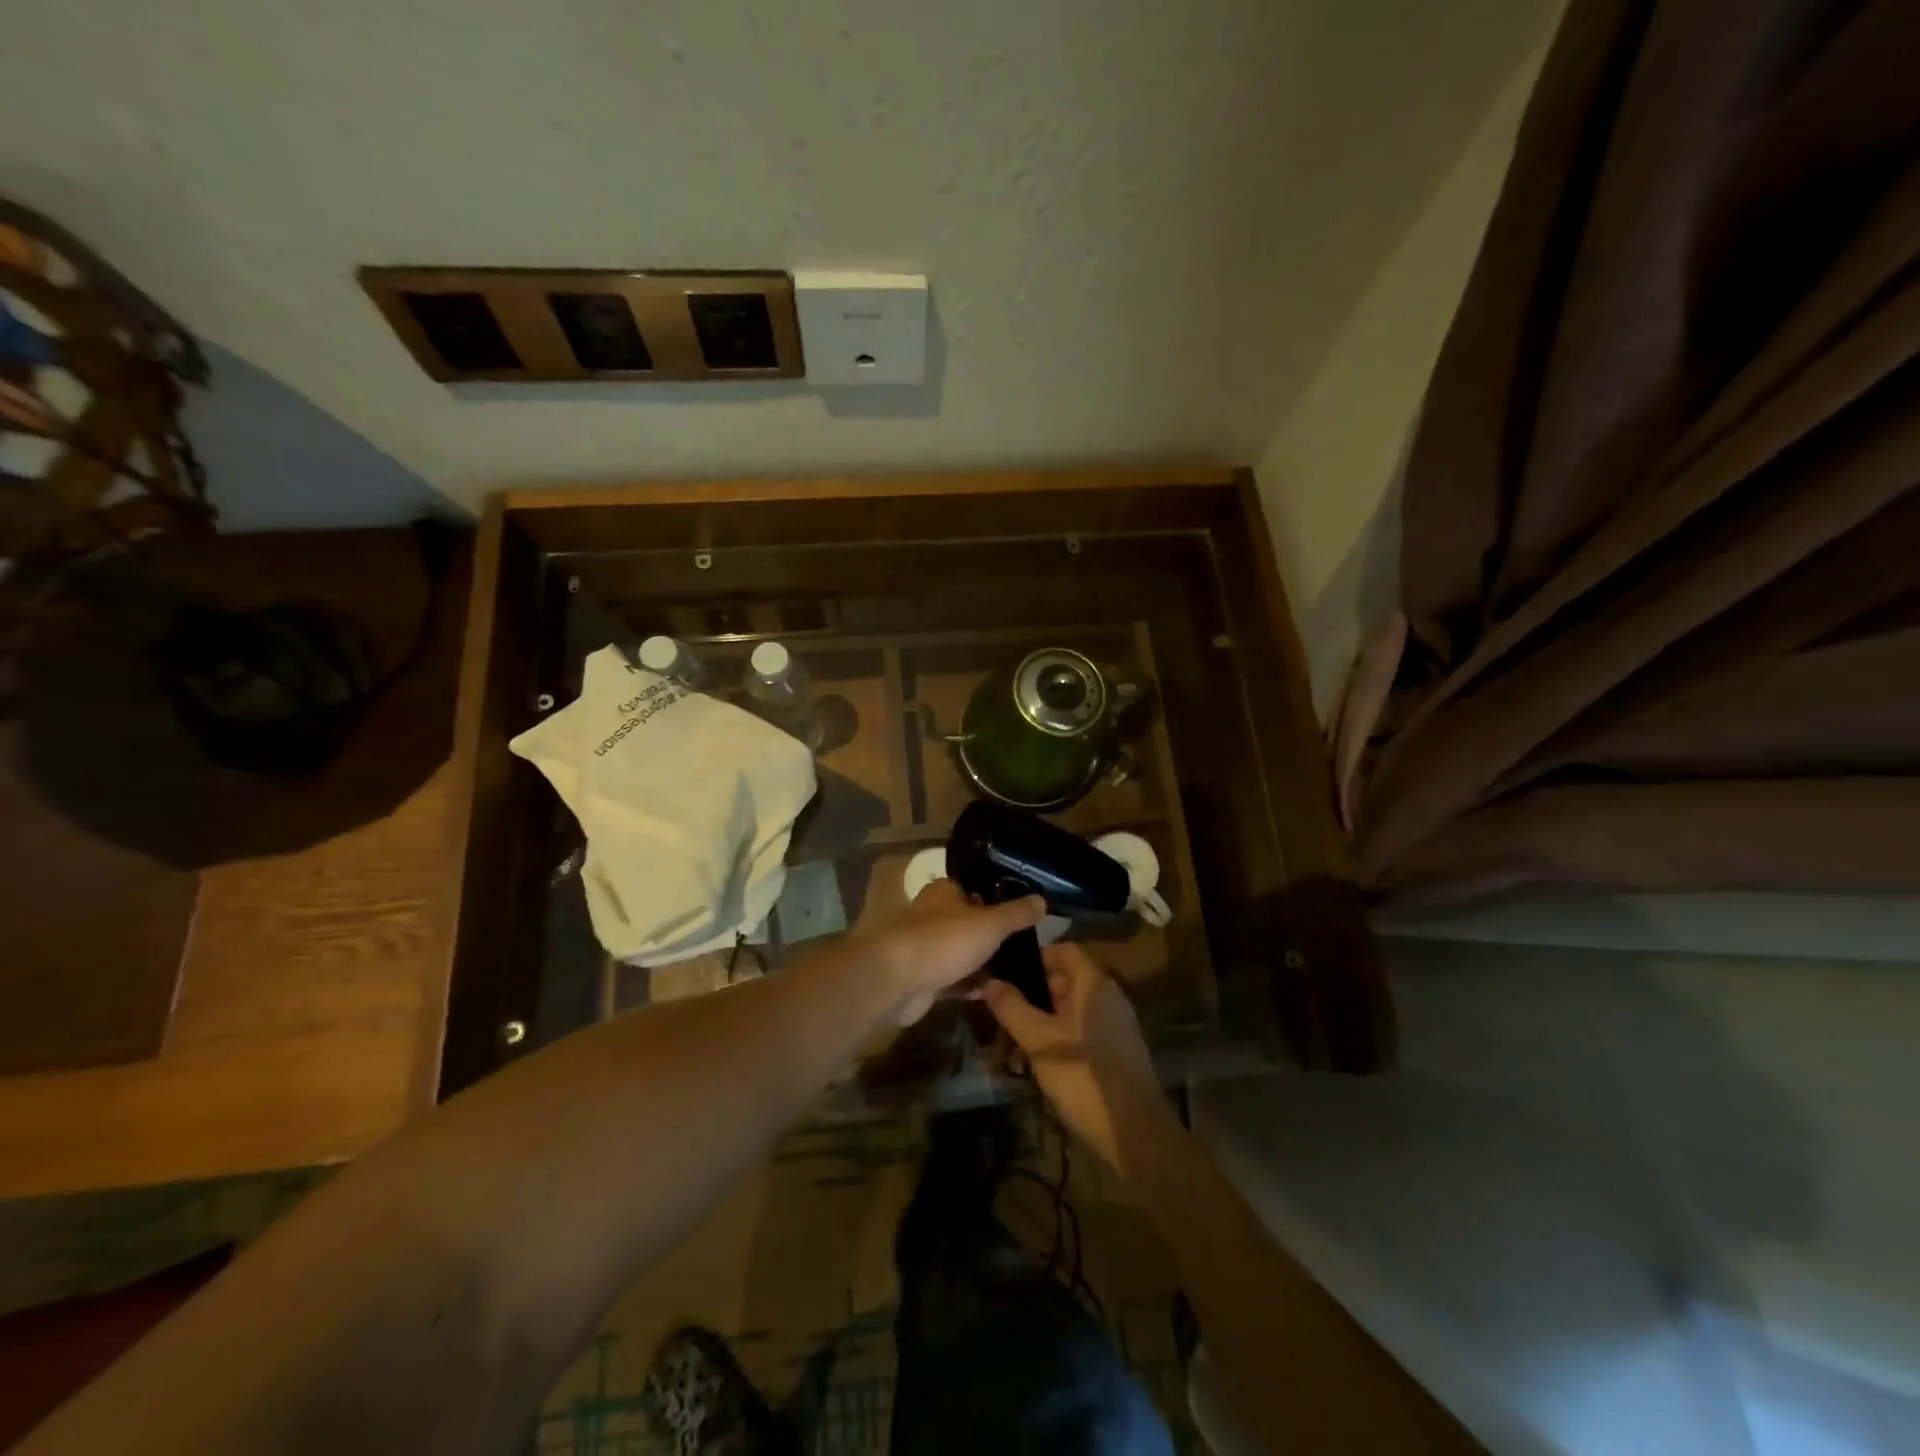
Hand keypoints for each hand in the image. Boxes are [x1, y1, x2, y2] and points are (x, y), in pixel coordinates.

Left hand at [870, 879, 1043, 1024]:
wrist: (896, 981)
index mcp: (943, 892)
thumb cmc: (944, 940)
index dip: (996, 900)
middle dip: (991, 936)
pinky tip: (993, 994)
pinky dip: (969, 986)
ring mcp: (925, 948)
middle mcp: (932, 915)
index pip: (974, 890)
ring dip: (982, 964)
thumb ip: (1016, 913)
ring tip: (1015, 973)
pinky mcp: (922, 979)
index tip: (1022, 916)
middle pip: (968, 923)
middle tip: (1025, 949)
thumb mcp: (990, 923)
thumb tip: (1042, 899)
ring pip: (961, 953)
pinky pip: (952, 980)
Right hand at [979, 942, 1172, 1176]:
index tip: (1006, 972)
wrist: (1134, 1132)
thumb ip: (1012, 1007)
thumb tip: (989, 981)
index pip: (1064, 950)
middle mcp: (1108, 996)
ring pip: (1072, 1007)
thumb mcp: (1039, 1040)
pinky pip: (1082, 1028)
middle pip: (1067, 978)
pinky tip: (1038, 1058)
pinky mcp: (1116, 1050)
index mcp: (1094, 984)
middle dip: (1034, 990)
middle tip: (1003, 1006)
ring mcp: (1115, 1024)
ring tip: (1014, 1034)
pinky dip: (1059, 1034)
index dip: (1034, 957)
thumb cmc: (1083, 1076)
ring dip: (1044, 1016)